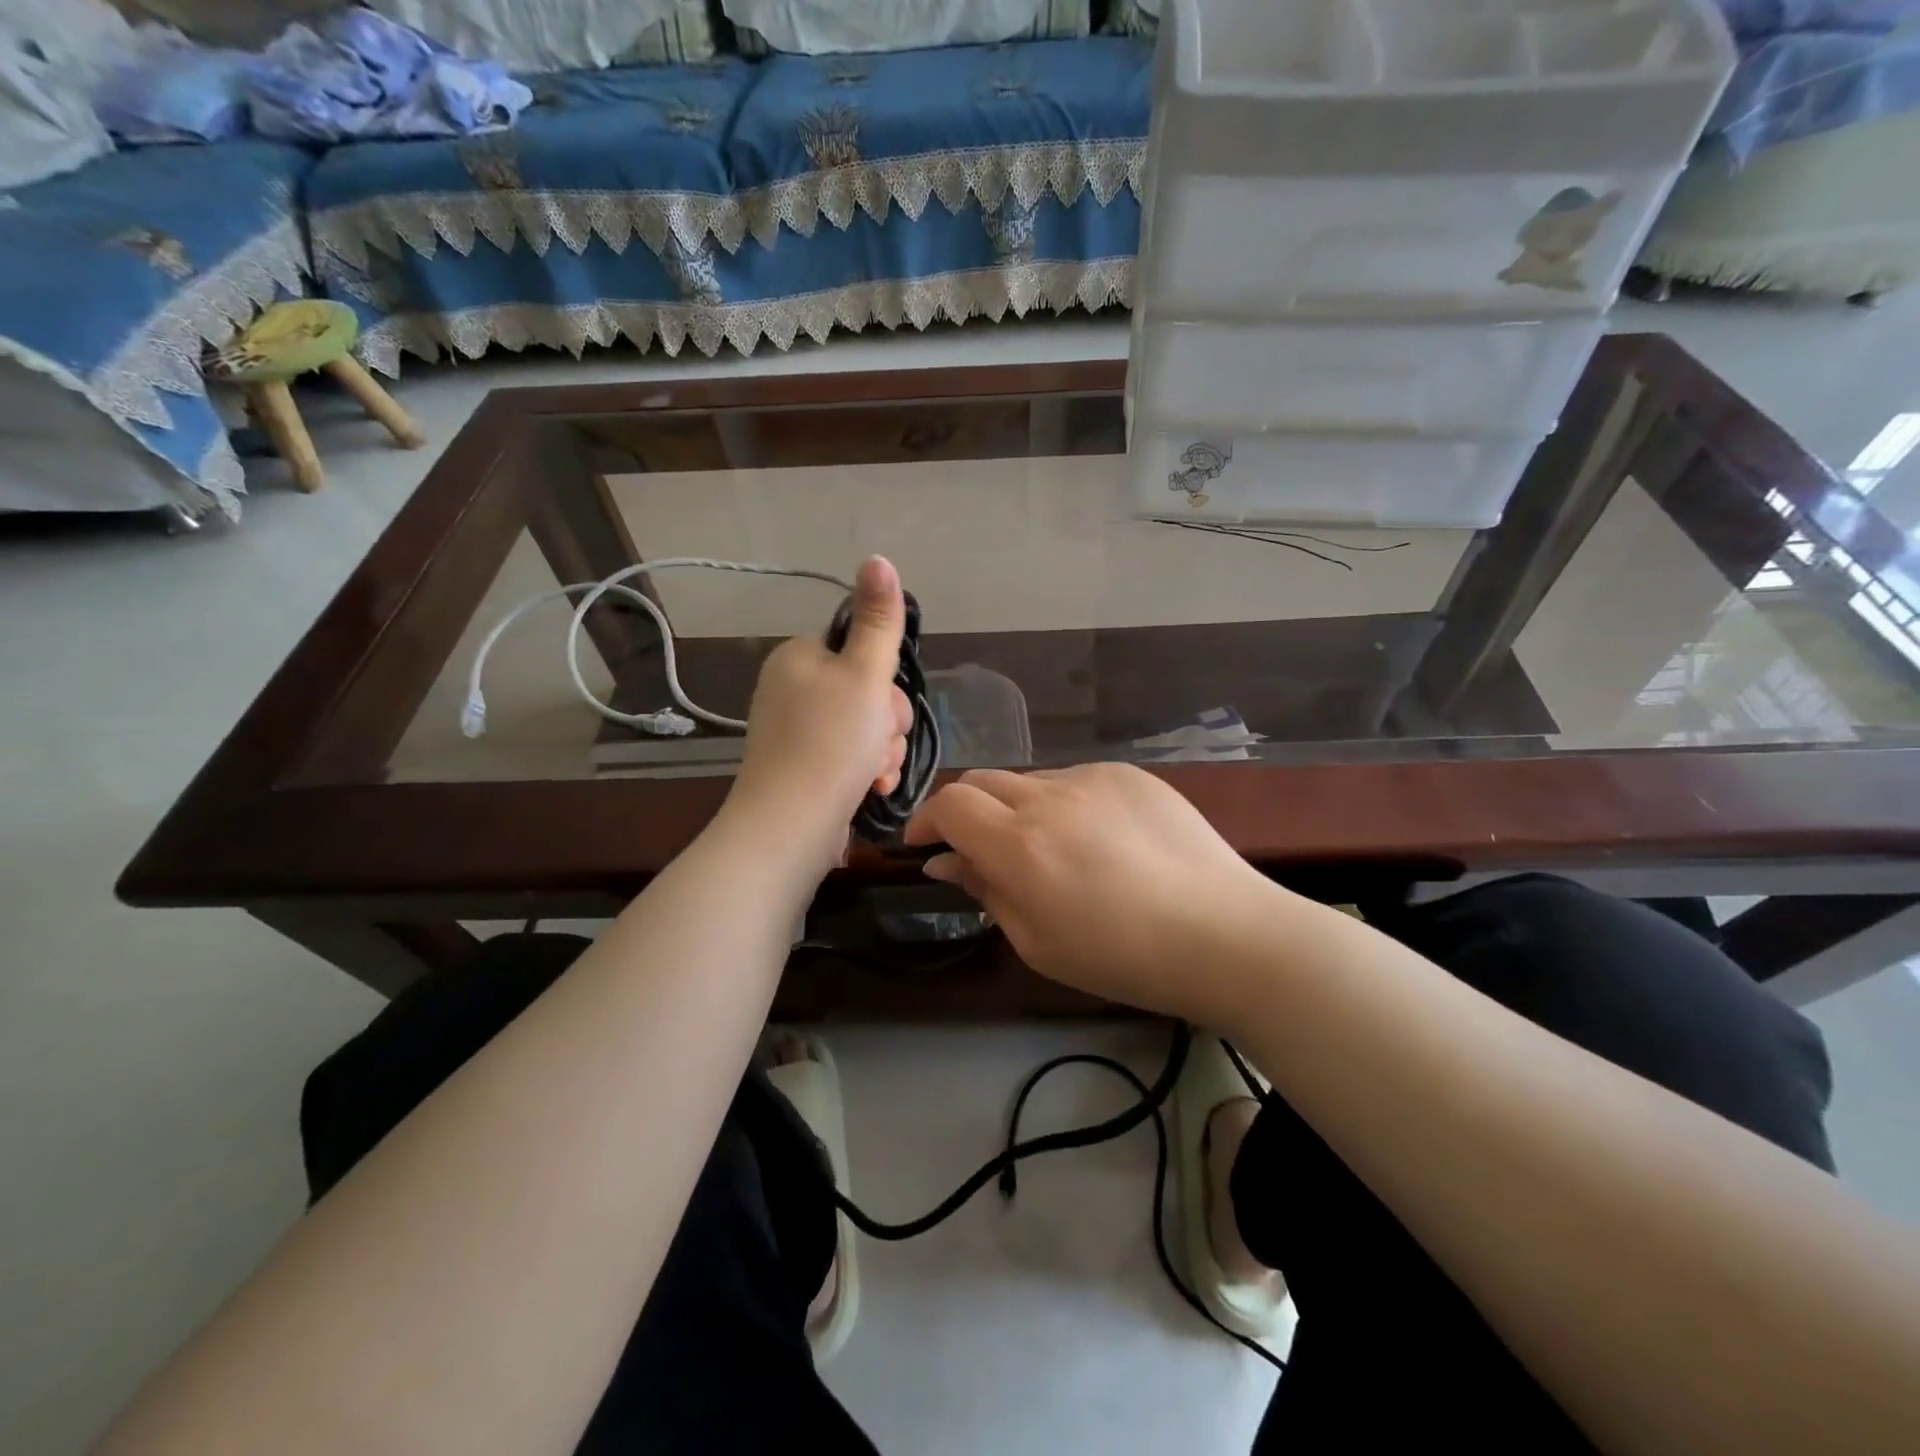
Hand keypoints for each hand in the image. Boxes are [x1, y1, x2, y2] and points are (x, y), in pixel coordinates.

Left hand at [727, 556, 912, 876]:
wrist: (790, 826)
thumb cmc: (830, 743)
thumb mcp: (864, 674)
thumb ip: (878, 620)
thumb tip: (877, 558)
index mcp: (799, 657)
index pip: (861, 649)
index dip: (885, 678)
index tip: (884, 702)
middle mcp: (793, 689)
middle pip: (867, 691)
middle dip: (885, 722)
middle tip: (878, 742)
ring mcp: (797, 731)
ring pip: (866, 728)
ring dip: (882, 751)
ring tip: (871, 773)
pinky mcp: (804, 767)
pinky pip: (851, 757)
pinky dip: (866, 772)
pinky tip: (869, 790)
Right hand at [905, 764, 1282, 1024]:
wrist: (1224, 933)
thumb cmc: (1122, 957)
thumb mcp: (1037, 942)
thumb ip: (985, 890)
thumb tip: (946, 861)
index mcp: (1020, 845)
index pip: (950, 805)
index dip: (927, 820)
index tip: (924, 845)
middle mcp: (1049, 797)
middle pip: (982, 781)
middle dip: (966, 810)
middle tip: (977, 848)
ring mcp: (1093, 778)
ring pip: (1031, 781)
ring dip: (1019, 809)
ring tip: (1051, 852)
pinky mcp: (1129, 774)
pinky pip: (1077, 780)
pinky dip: (1066, 804)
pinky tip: (1098, 840)